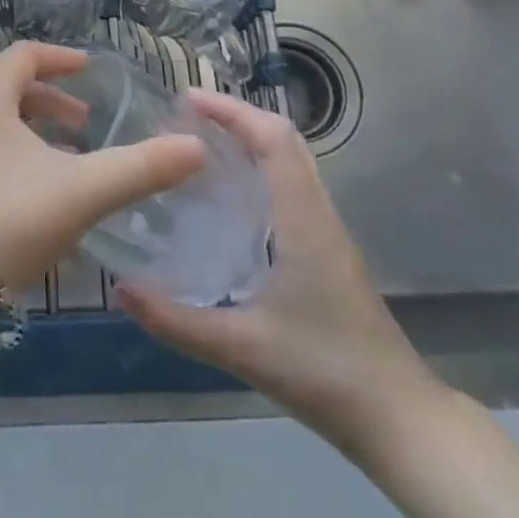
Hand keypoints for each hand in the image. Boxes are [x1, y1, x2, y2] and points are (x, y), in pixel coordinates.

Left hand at [0, 43, 206, 287]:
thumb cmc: (4, 219)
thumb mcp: (80, 191)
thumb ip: (139, 169)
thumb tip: (195, 147)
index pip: (23, 56)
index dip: (60, 59)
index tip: (91, 71)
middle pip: (8, 91)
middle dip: (51, 103)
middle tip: (86, 126)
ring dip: (34, 137)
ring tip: (69, 166)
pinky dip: (15, 164)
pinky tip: (38, 205)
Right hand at [115, 89, 446, 457]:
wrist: (398, 419)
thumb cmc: (325, 372)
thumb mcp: (241, 347)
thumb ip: (176, 320)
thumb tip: (120, 290)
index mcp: (303, 220)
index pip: (273, 140)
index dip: (233, 110)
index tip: (188, 99)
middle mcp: (318, 213)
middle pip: (284, 140)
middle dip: (237, 116)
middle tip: (186, 116)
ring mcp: (327, 232)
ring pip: (291, 161)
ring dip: (249, 139)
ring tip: (200, 144)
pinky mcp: (328, 251)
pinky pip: (292, 187)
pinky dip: (259, 169)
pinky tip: (227, 197)